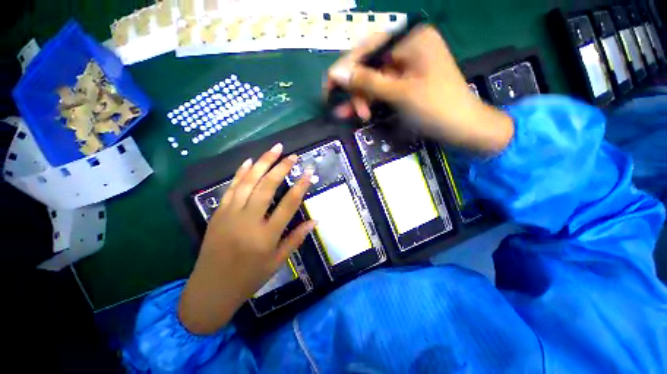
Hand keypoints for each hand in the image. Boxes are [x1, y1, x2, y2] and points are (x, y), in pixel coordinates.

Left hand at [178, 143, 315, 334]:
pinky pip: (231, 188)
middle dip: (281, 168)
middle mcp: (248, 221)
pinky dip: (241, 173)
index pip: (288, 205)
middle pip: (266, 187)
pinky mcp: (218, 213)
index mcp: (266, 236)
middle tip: (292, 155)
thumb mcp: (277, 262)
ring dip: (262, 163)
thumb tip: (315, 221)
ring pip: (248, 182)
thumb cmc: (249, 278)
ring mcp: (230, 215)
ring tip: (274, 149)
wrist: (210, 289)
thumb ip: (296, 238)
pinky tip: (250, 161)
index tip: (308, 172)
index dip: (300, 186)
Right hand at [326, 25, 513, 153]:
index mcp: (410, 39)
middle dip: (356, 88)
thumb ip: (366, 82)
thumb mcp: (398, 94)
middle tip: (347, 109)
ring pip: (373, 79)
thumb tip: (336, 73)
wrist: (463, 128)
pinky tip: (361, 113)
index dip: (346, 67)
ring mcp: (406, 66)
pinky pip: (382, 89)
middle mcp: (407, 47)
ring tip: (357, 116)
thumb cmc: (435, 108)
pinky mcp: (405, 83)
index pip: (368, 47)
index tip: (329, 86)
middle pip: (369, 64)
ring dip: (362, 98)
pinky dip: (371, 101)